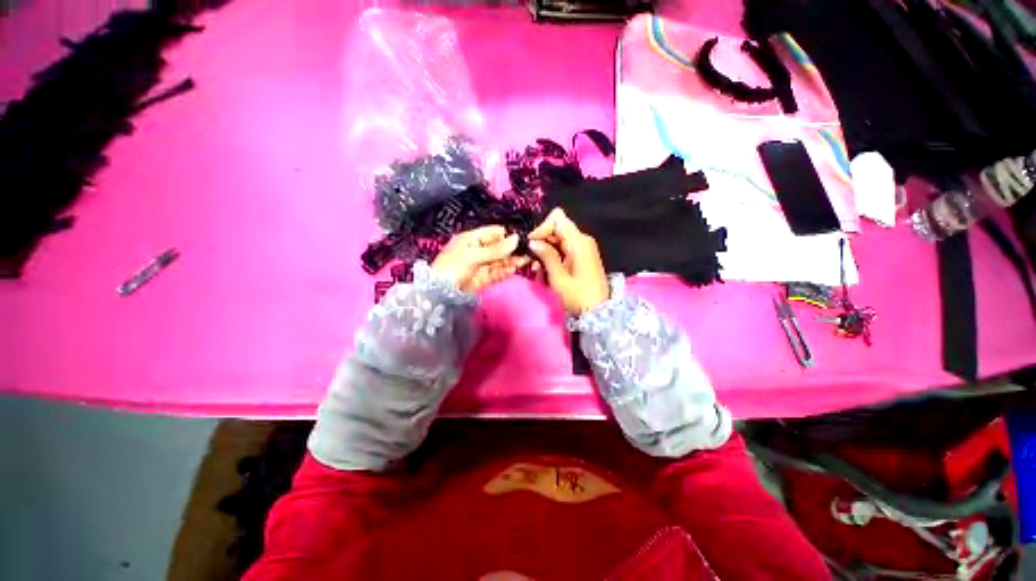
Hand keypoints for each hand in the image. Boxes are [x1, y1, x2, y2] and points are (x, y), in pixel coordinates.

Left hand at [431, 226, 526, 293]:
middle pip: (499, 247)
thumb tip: (516, 238)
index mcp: (471, 239)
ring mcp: (481, 265)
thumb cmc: (453, 267)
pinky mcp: (484, 278)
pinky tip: (515, 268)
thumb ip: (496, 249)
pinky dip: (506, 271)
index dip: (507, 235)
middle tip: (528, 251)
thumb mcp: (473, 255)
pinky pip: (498, 272)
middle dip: (512, 249)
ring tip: (525, 260)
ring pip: (500, 260)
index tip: (522, 238)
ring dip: (512, 260)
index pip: (493, 233)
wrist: (440, 294)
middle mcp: (478, 250)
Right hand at [528, 208, 609, 314]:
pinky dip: (553, 257)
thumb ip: (547, 256)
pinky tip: (545, 271)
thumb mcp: (559, 278)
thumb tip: (533, 242)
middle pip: (557, 229)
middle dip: (542, 241)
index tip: (531, 243)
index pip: (558, 219)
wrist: (598, 312)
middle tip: (531, 259)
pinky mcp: (581, 257)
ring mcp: (583, 248)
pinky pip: (563, 249)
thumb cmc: (578, 296)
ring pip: (558, 240)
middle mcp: (582, 240)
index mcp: (579, 242)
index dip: (542, 228)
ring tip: (537, 270)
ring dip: (545, 252)